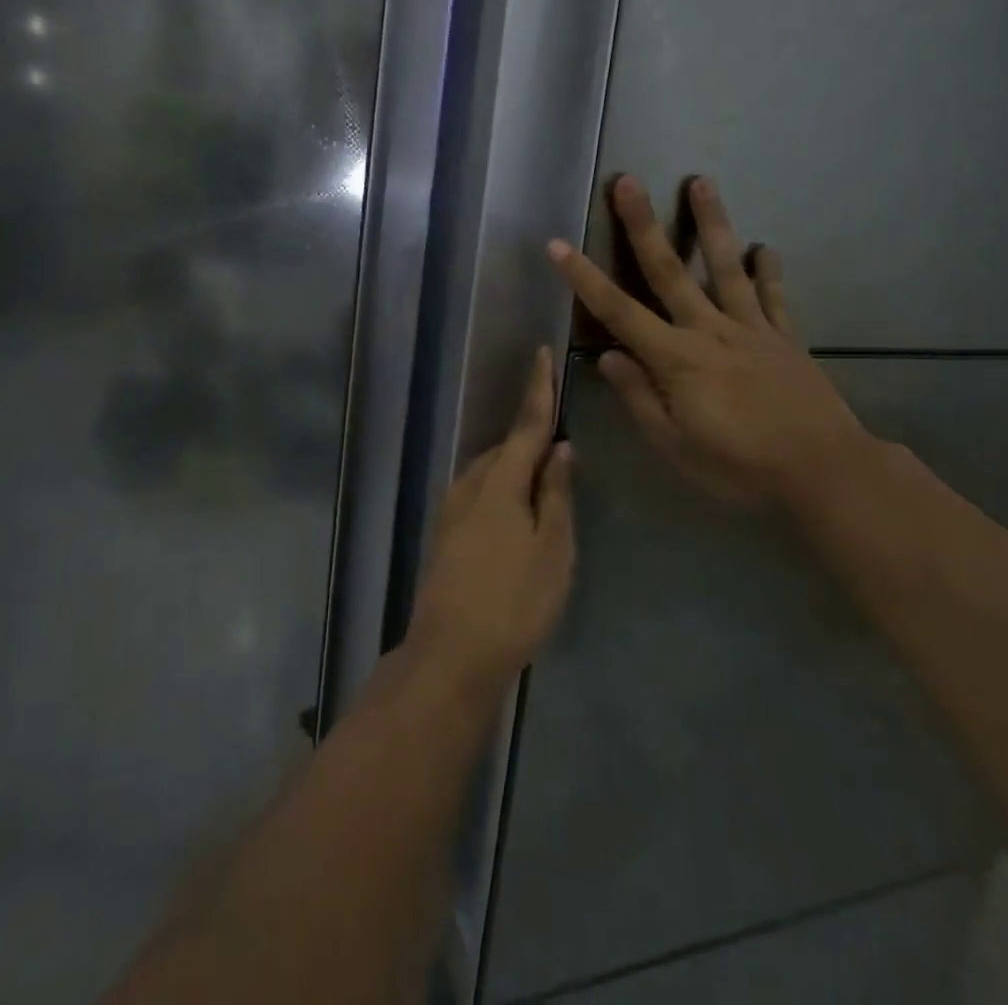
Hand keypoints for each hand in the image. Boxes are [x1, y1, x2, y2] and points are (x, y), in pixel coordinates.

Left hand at [405, 348, 575, 695]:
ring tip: (544, 484)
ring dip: (516, 467)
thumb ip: (557, 494)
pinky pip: (480, 493)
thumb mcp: (553, 549)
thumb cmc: (514, 602)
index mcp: (500, 483)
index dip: (538, 390)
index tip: (542, 353)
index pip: (526, 425)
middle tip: (562, 451)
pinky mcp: (445, 533)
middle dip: (531, 440)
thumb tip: (560, 449)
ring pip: (491, 472)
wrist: (451, 655)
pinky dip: (502, 488)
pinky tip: (516, 512)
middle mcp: (470, 485)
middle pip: (507, 449)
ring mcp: (452, 509)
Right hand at [549, 176, 874, 510]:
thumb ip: (640, 399)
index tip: (558, 244)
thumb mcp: (676, 447)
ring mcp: (751, 328)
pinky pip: (774, 296)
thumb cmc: (740, 467)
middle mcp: (710, 331)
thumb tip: (609, 357)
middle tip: (628, 181)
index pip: (618, 312)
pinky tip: (764, 246)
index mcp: (676, 359)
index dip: (584, 278)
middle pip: (670, 271)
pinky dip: (768, 269)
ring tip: (701, 181)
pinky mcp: (785, 337)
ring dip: (711, 223)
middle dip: (643, 225)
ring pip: (725, 267)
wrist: (824, 471)